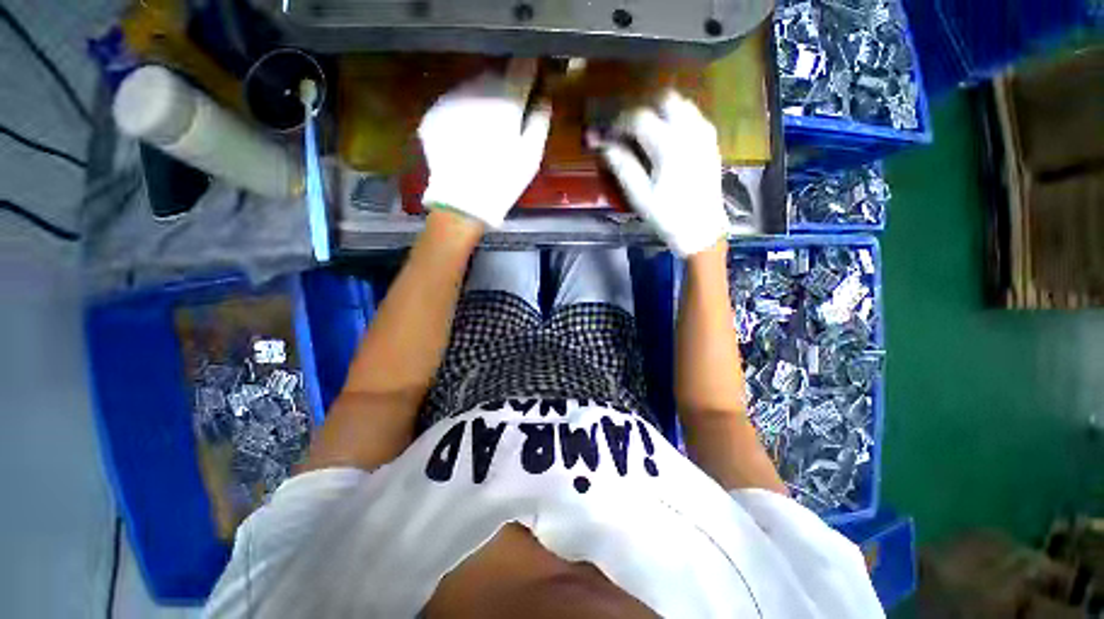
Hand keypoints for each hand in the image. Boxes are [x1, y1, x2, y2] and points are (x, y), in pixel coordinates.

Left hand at [419, 60, 551, 227]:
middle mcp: (476, 93)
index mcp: (504, 104)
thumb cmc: (503, 182)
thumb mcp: (530, 157)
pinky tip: (467, 131)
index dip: (529, 69)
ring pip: (471, 87)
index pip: (520, 72)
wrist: (462, 202)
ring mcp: (451, 101)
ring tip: (487, 117)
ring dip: (482, 95)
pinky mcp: (434, 114)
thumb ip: (539, 122)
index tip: (533, 70)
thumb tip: (544, 98)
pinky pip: (453, 102)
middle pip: (494, 76)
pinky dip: (463, 110)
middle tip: (509, 100)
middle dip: (503, 84)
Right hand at [597, 91, 729, 256]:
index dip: (620, 122)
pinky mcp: (711, 142)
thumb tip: (604, 145)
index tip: (610, 135)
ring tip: (647, 133)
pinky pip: (694, 116)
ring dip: (661, 111)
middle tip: (629, 129)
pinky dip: (677, 118)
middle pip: (665, 98)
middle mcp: (690, 131)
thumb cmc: (668, 216)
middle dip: (643, 108)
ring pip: (682, 104)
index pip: (639, 117)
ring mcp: (704, 134)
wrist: (702, 229)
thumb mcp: (640, 196)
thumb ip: (623, 166)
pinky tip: (668, 138)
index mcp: (668, 146)